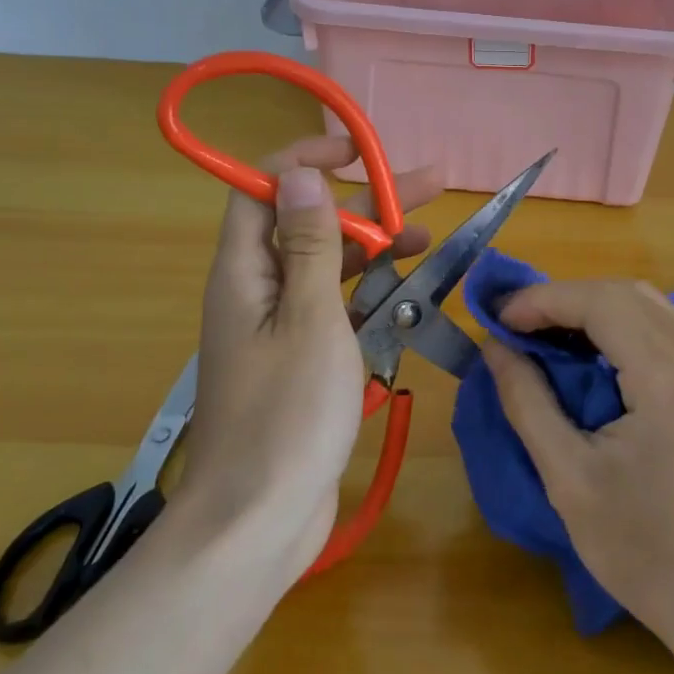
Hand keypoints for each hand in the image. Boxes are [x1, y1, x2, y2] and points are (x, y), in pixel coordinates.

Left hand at [179, 136, 439, 580]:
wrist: (259, 522)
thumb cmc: (287, 415)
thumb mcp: (309, 319)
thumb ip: (310, 246)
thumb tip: (299, 176)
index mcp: (244, 273)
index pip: (262, 189)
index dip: (304, 160)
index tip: (357, 152)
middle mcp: (257, 291)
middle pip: (309, 224)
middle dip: (365, 202)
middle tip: (428, 186)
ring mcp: (280, 328)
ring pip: (328, 267)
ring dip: (375, 247)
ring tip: (429, 236)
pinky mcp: (302, 360)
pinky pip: (336, 310)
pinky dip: (371, 295)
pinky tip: (410, 293)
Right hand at [484, 280, 673, 660]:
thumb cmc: (652, 556)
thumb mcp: (572, 482)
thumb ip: (528, 403)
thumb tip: (495, 349)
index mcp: (672, 379)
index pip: (601, 302)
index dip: (542, 300)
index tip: (496, 319)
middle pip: (627, 295)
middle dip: (565, 300)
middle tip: (516, 327)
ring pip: (650, 309)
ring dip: (594, 313)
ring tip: (546, 340)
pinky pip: (669, 334)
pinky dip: (624, 332)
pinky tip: (595, 362)